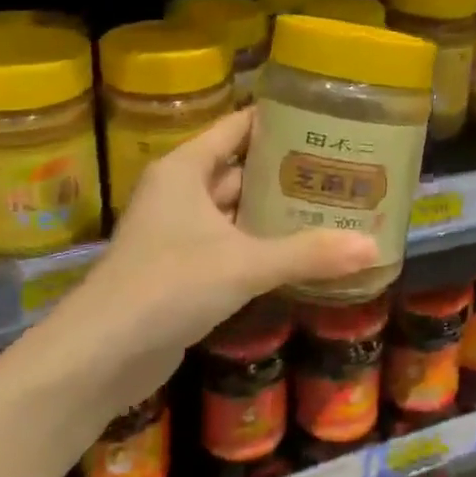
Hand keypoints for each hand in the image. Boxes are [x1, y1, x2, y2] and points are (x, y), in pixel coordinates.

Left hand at [47, 108, 376, 412]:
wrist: (101, 355)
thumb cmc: (168, 285)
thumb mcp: (244, 264)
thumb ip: (308, 254)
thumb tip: (374, 247)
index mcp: (186, 169)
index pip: (237, 127)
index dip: (277, 121)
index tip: (324, 121)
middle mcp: (181, 192)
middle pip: (241, 168)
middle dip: (287, 171)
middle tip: (341, 169)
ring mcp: (179, 232)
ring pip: (237, 210)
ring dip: (275, 211)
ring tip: (331, 206)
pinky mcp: (182, 269)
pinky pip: (230, 244)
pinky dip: (261, 245)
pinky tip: (301, 251)